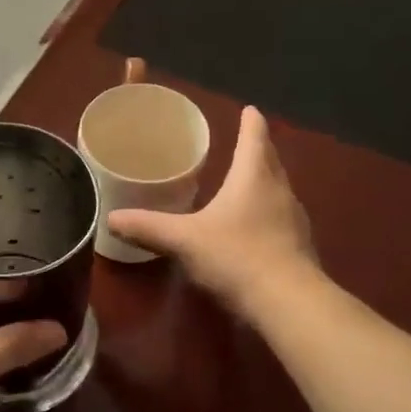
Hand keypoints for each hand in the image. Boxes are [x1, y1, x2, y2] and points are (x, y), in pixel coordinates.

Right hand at [107, 106, 317, 314]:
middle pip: (271, 162)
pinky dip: (268, 214)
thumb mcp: (184, 240)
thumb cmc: (236, 256)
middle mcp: (279, 191)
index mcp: (253, 178)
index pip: (254, 139)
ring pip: (278, 191)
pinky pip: (281, 220)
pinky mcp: (299, 247)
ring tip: (248, 182)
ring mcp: (294, 220)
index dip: (251, 123)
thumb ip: (148, 228)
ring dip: (265, 182)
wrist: (288, 302)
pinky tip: (254, 228)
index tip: (250, 109)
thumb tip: (111, 218)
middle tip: (246, 142)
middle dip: (259, 150)